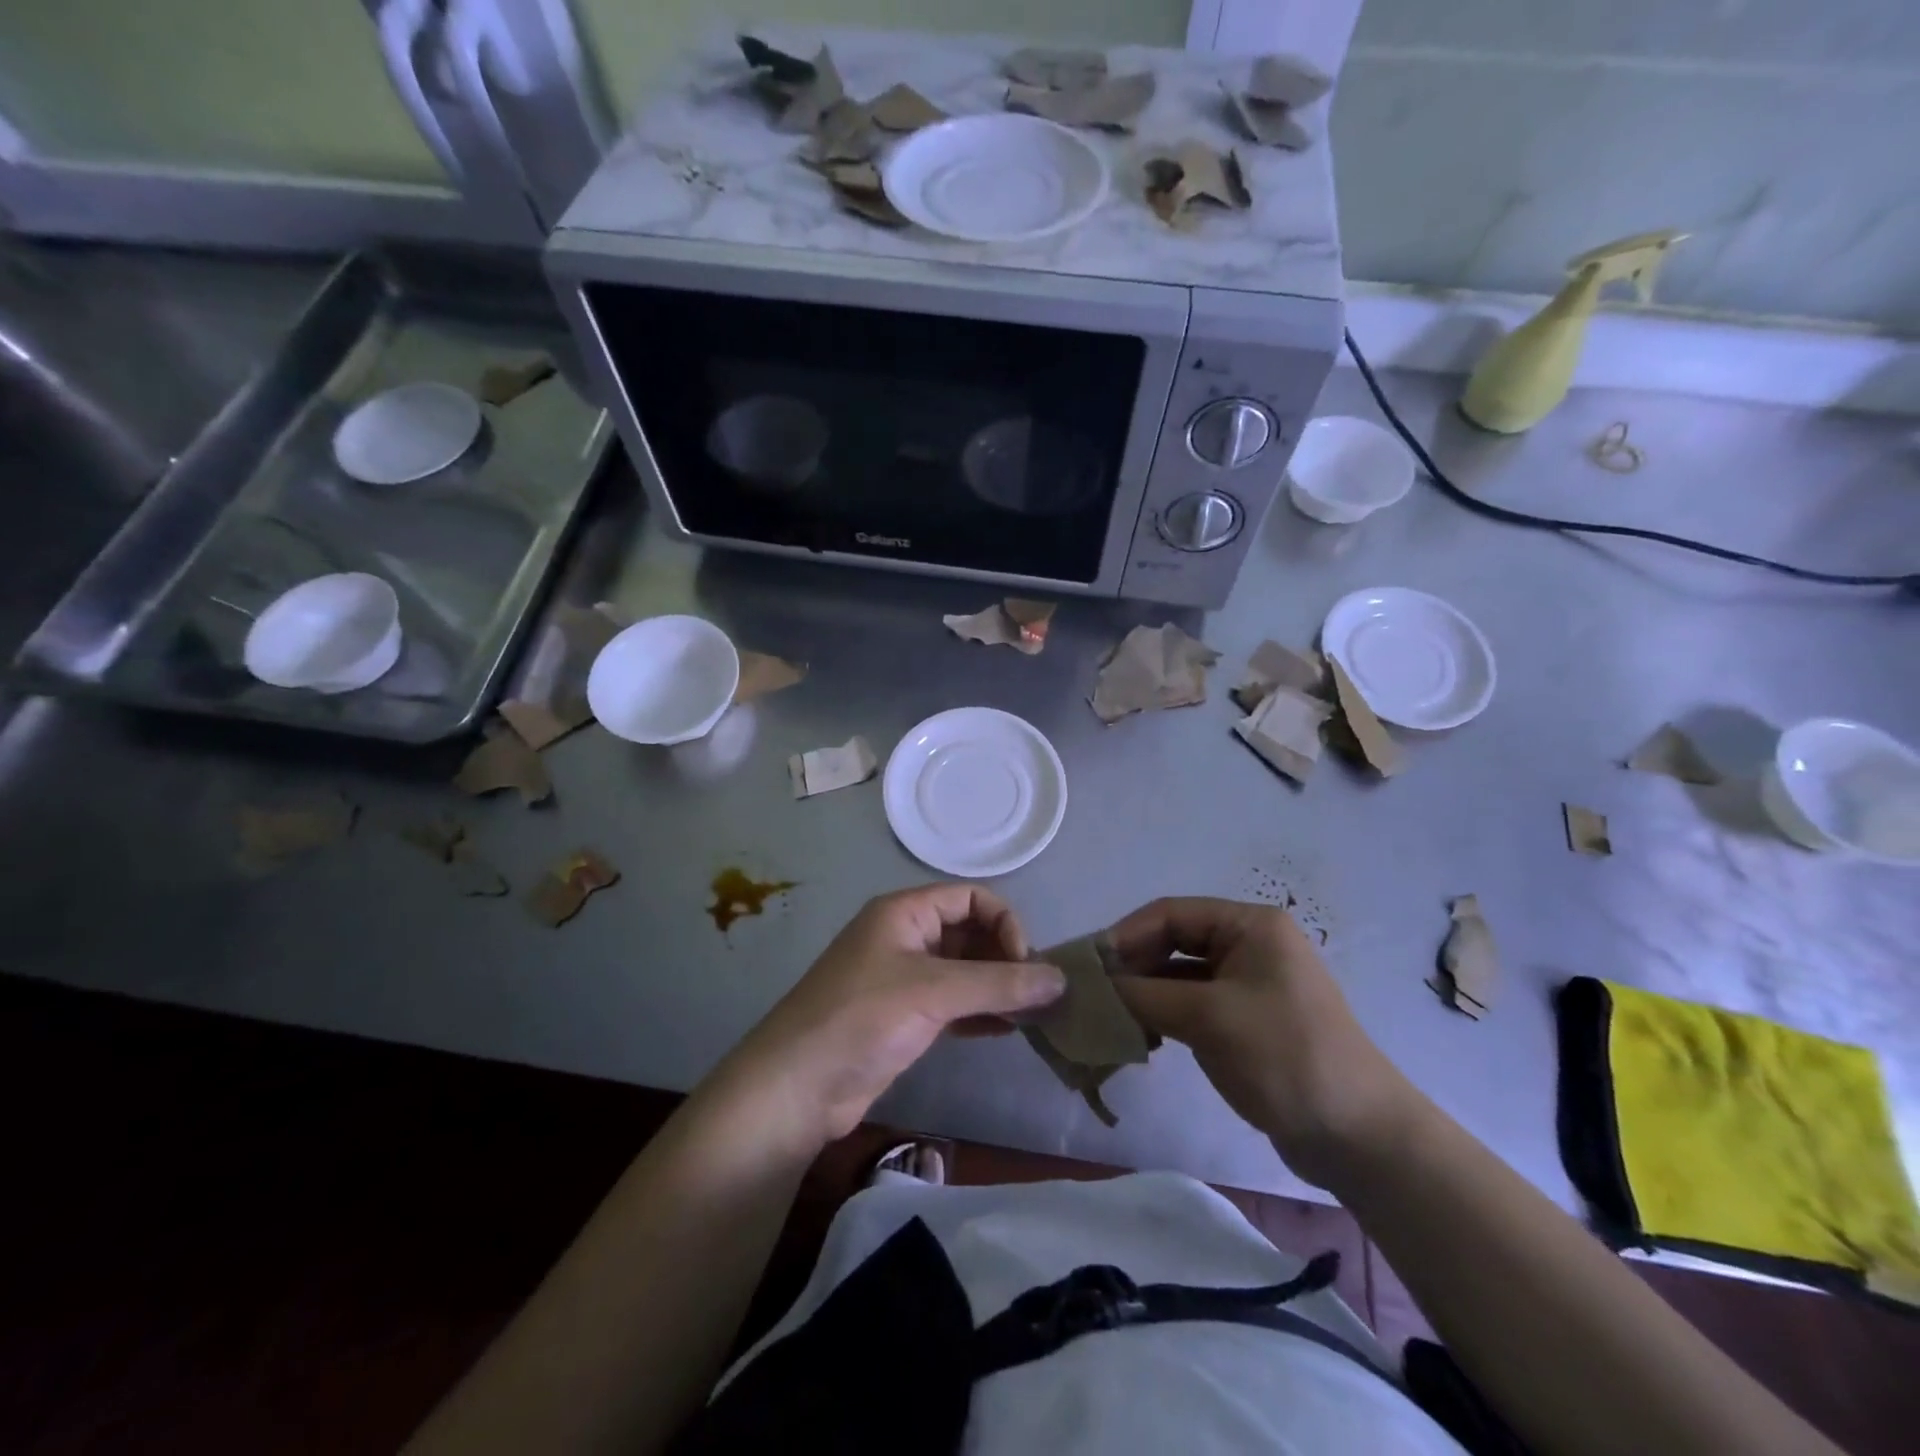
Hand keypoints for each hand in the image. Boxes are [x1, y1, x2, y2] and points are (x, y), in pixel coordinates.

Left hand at [718, 885, 1065, 1146]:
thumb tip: (1061, 979)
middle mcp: (906, 938)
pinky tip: (1009, 1031)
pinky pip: (955, 1005)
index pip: (971, 898)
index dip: (1004, 923)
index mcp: (905, 913)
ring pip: (964, 972)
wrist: (797, 1087)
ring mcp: (904, 980)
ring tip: (1036, 1014)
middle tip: (1039, 993)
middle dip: (1006, 957)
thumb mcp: (934, 992)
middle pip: (970, 933)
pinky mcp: (905, 1019)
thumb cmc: (862, 1019)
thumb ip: (999, 984)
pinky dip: (982, 1013)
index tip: (1025, 963)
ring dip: (998, 988)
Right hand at [1109, 898, 1416, 1183]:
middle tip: (1092, 995)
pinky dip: (1164, 1014)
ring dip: (1145, 992)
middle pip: (1173, 941)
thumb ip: (1143, 995)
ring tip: (1110, 1018)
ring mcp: (1250, 983)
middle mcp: (1250, 944)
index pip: (1170, 913)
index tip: (1086, 967)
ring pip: (1179, 975)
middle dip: (1132, 966)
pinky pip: (1193, 1003)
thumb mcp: (1208, 1018)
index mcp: (1250, 925)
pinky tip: (1141, 1036)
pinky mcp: (1247, 1019)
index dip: (1124, 936)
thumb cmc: (1285, 1057)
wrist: (1359, 1138)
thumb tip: (1093, 987)